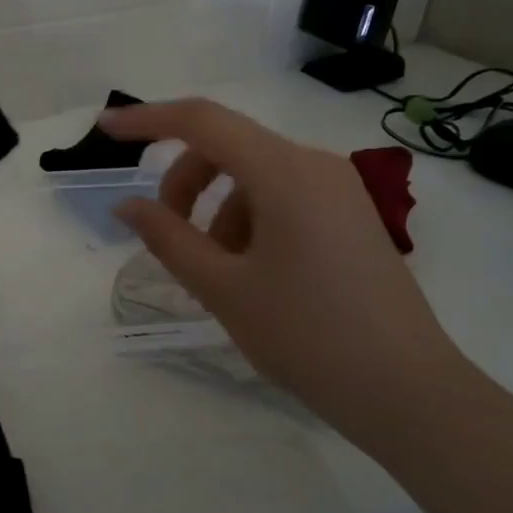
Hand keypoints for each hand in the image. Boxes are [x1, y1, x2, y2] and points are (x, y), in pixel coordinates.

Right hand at [103, 99, 469, 461]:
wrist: (408, 392)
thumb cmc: (308, 336)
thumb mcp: (223, 288)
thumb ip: (168, 237)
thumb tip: (127, 205)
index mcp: (285, 172)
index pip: (202, 122)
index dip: (147, 120)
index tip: (105, 130)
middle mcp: (315, 164)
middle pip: (228, 148)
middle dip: (184, 183)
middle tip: (164, 235)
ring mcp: (338, 189)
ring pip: (253, 177)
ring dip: (216, 210)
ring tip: (216, 273)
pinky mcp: (349, 215)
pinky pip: (282, 198)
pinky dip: (248, 222)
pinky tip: (250, 275)